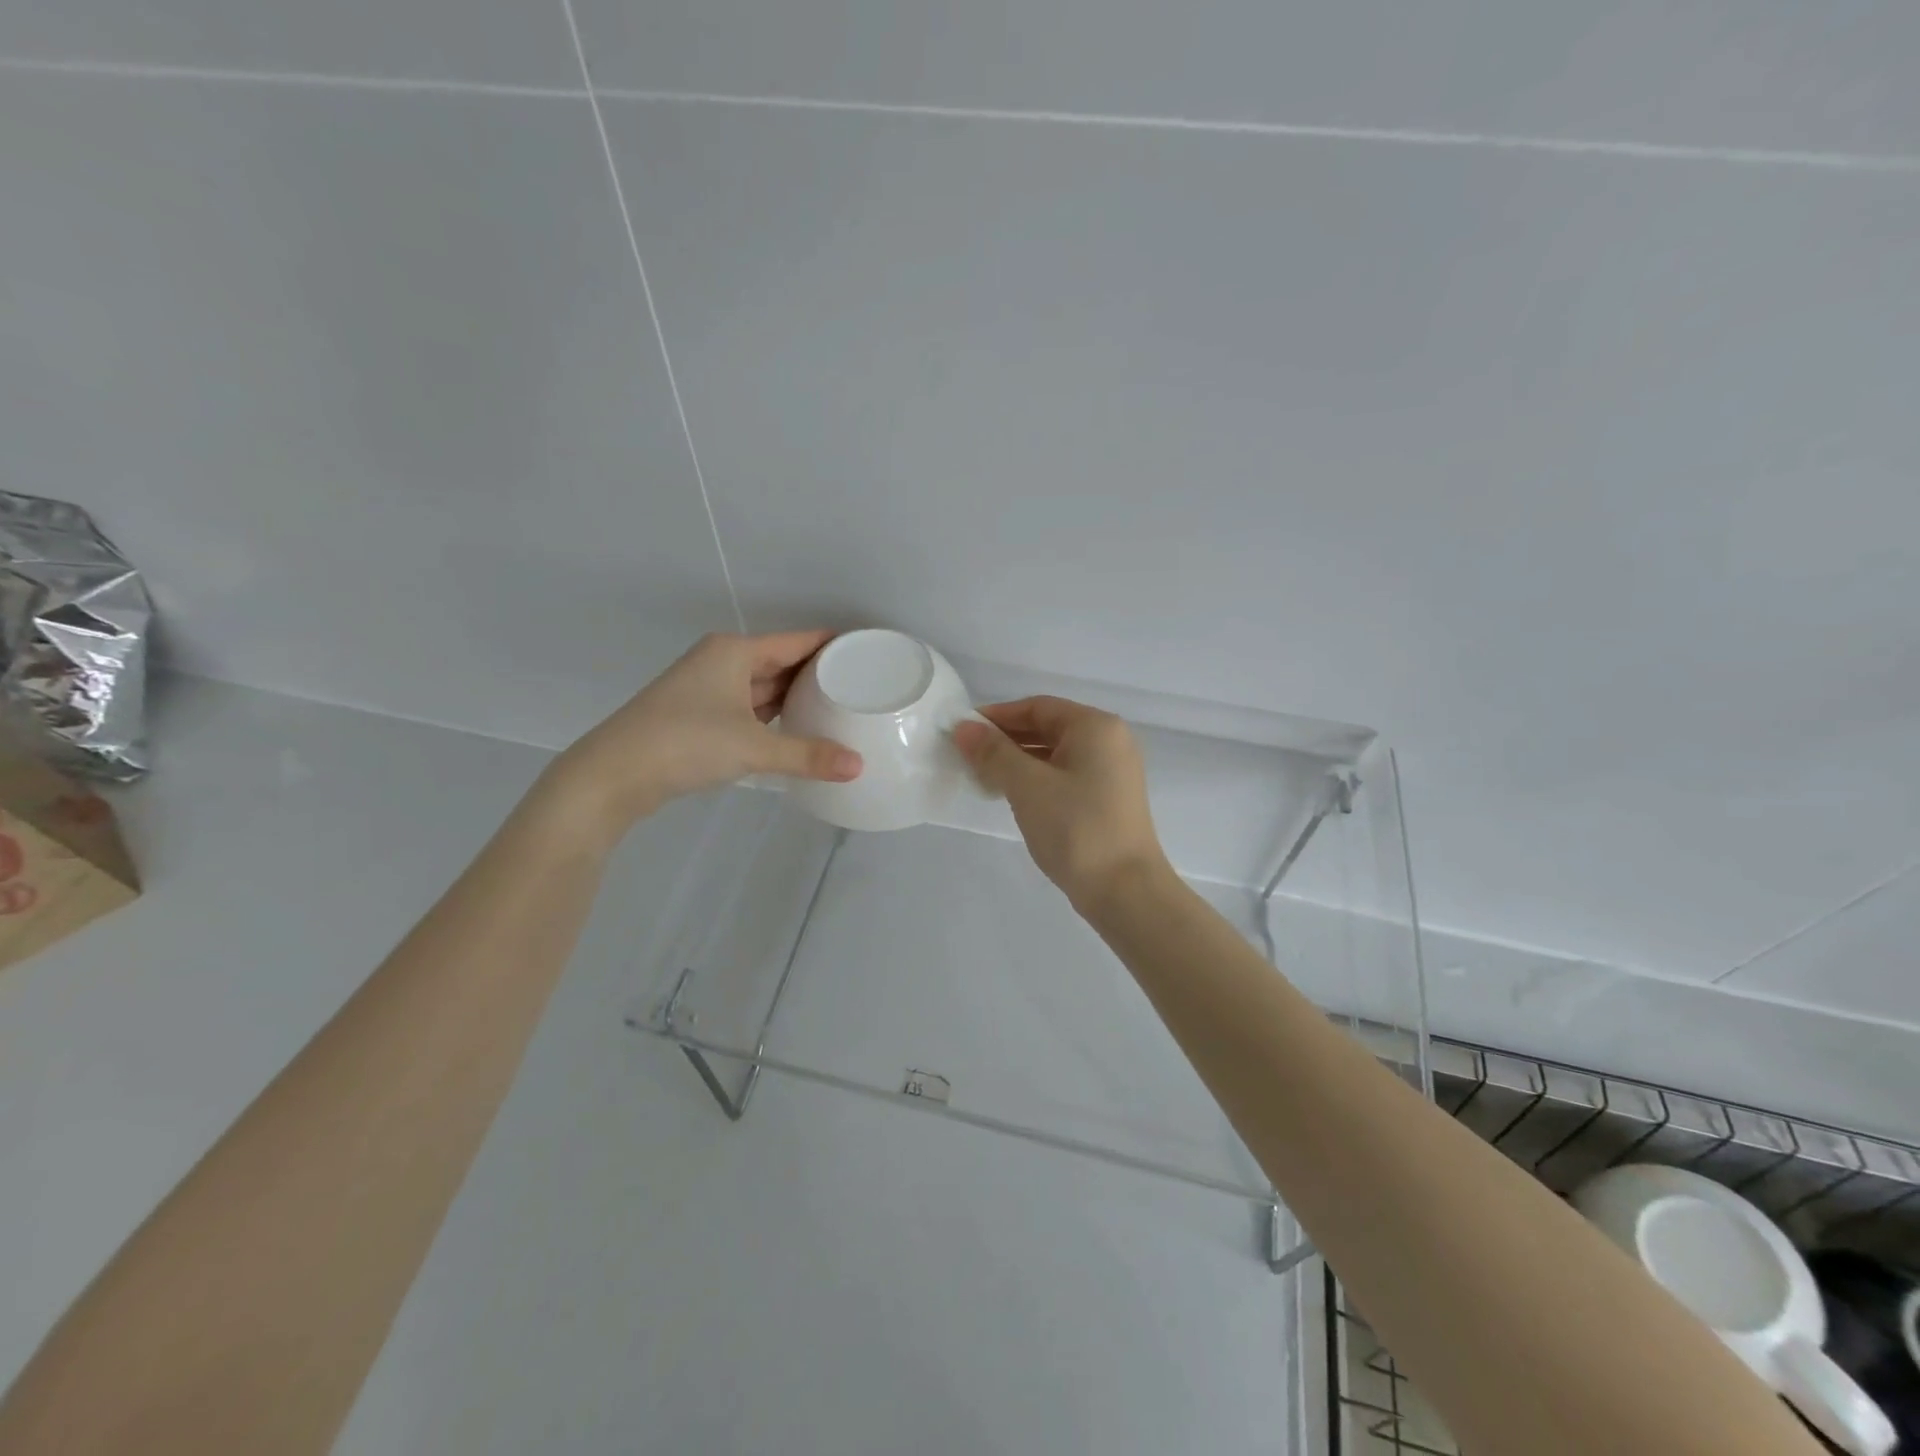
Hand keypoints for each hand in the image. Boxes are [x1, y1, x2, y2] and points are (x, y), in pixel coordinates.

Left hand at [546, 631, 861, 837]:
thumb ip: (807, 755)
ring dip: (796, 697)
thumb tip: (859, 766)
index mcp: (734, 652)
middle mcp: (721, 662)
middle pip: (781, 662)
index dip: (833, 644)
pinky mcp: (700, 716)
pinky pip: (750, 708)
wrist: (612, 774)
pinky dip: (774, 716)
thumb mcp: (753, 748)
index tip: (869, 652)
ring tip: (839, 707)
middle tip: (863, 685)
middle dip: (818, 673)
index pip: (797, 641)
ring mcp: (708, 689)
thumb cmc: (685, 743)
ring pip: (764, 686)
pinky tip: (797, 729)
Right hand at [953, 696, 1169, 910]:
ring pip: (1055, 754)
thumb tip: (963, 727)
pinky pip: (1066, 776)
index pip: (1037, 707)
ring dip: (1018, 762)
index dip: (996, 716)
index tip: (962, 732)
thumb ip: (993, 752)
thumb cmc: (1076, 828)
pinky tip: (1013, 797)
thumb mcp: (1027, 786)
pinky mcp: (1108, 799)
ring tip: (983, 778)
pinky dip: (1037, 780)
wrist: (1125, 892)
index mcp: (1095, 727)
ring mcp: (1112, 772)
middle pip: (1047, 727)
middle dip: (1006, 740)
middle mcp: (1109, 741)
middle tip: (967, 757)